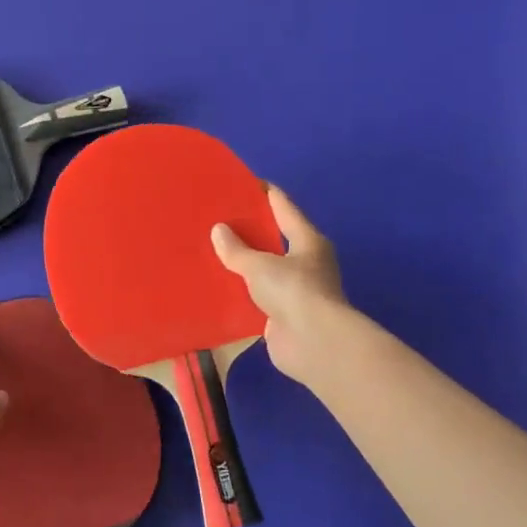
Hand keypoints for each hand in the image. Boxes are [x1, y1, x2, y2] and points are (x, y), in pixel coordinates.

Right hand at [212, 185, 349, 383]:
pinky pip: (257, 297)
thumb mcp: (261, 265)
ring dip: (243, 264)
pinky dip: (241, 293)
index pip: (283, 206)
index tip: (240, 182)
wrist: (314, 344)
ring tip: (212, 251)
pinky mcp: (283, 316)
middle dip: (249, 229)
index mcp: (307, 240)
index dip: (263, 192)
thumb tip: (219, 230)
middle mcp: (306, 262)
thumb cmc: (293, 291)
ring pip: (265, 269)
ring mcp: (296, 291)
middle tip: (217, 218)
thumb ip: (237, 249)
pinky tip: (218, 287)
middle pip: (274, 238)